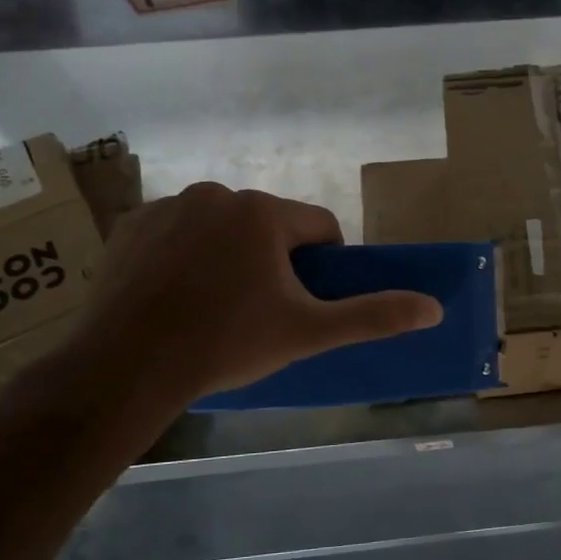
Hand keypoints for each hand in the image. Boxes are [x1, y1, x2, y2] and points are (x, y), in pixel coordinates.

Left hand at [72, 183, 441, 408]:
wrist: (126, 366)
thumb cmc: (227, 343)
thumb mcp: (308, 333)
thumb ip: (373, 316)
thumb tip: (434, 308)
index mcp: (264, 212)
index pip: (320, 227)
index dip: (325, 265)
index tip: (308, 301)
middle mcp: (217, 194)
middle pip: (270, 225)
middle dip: (276, 260)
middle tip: (264, 310)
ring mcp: (168, 206)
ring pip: (224, 227)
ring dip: (232, 255)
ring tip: (217, 306)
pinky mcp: (130, 225)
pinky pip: (179, 233)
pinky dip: (187, 255)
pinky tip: (177, 295)